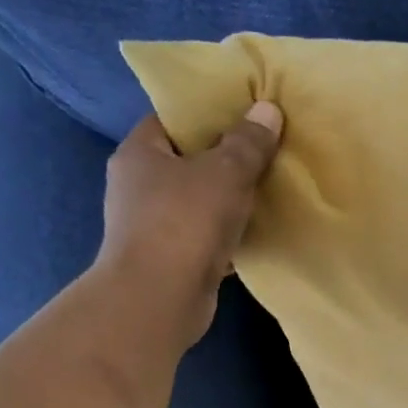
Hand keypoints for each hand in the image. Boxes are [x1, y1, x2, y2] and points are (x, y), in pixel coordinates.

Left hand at [89, 102, 283, 348]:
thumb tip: (268, 110)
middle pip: (187, 162)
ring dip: (228, 201)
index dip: (207, 116)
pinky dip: (229, 235)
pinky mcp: (171, 259)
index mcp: (140, 153)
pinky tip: (258, 234)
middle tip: (265, 153)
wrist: (160, 298)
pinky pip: (206, 236)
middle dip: (224, 160)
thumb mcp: (225, 173)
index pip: (172, 120)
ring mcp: (153, 226)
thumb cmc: (185, 222)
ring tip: (268, 192)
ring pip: (199, 202)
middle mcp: (139, 186)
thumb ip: (248, 143)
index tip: (244, 118)